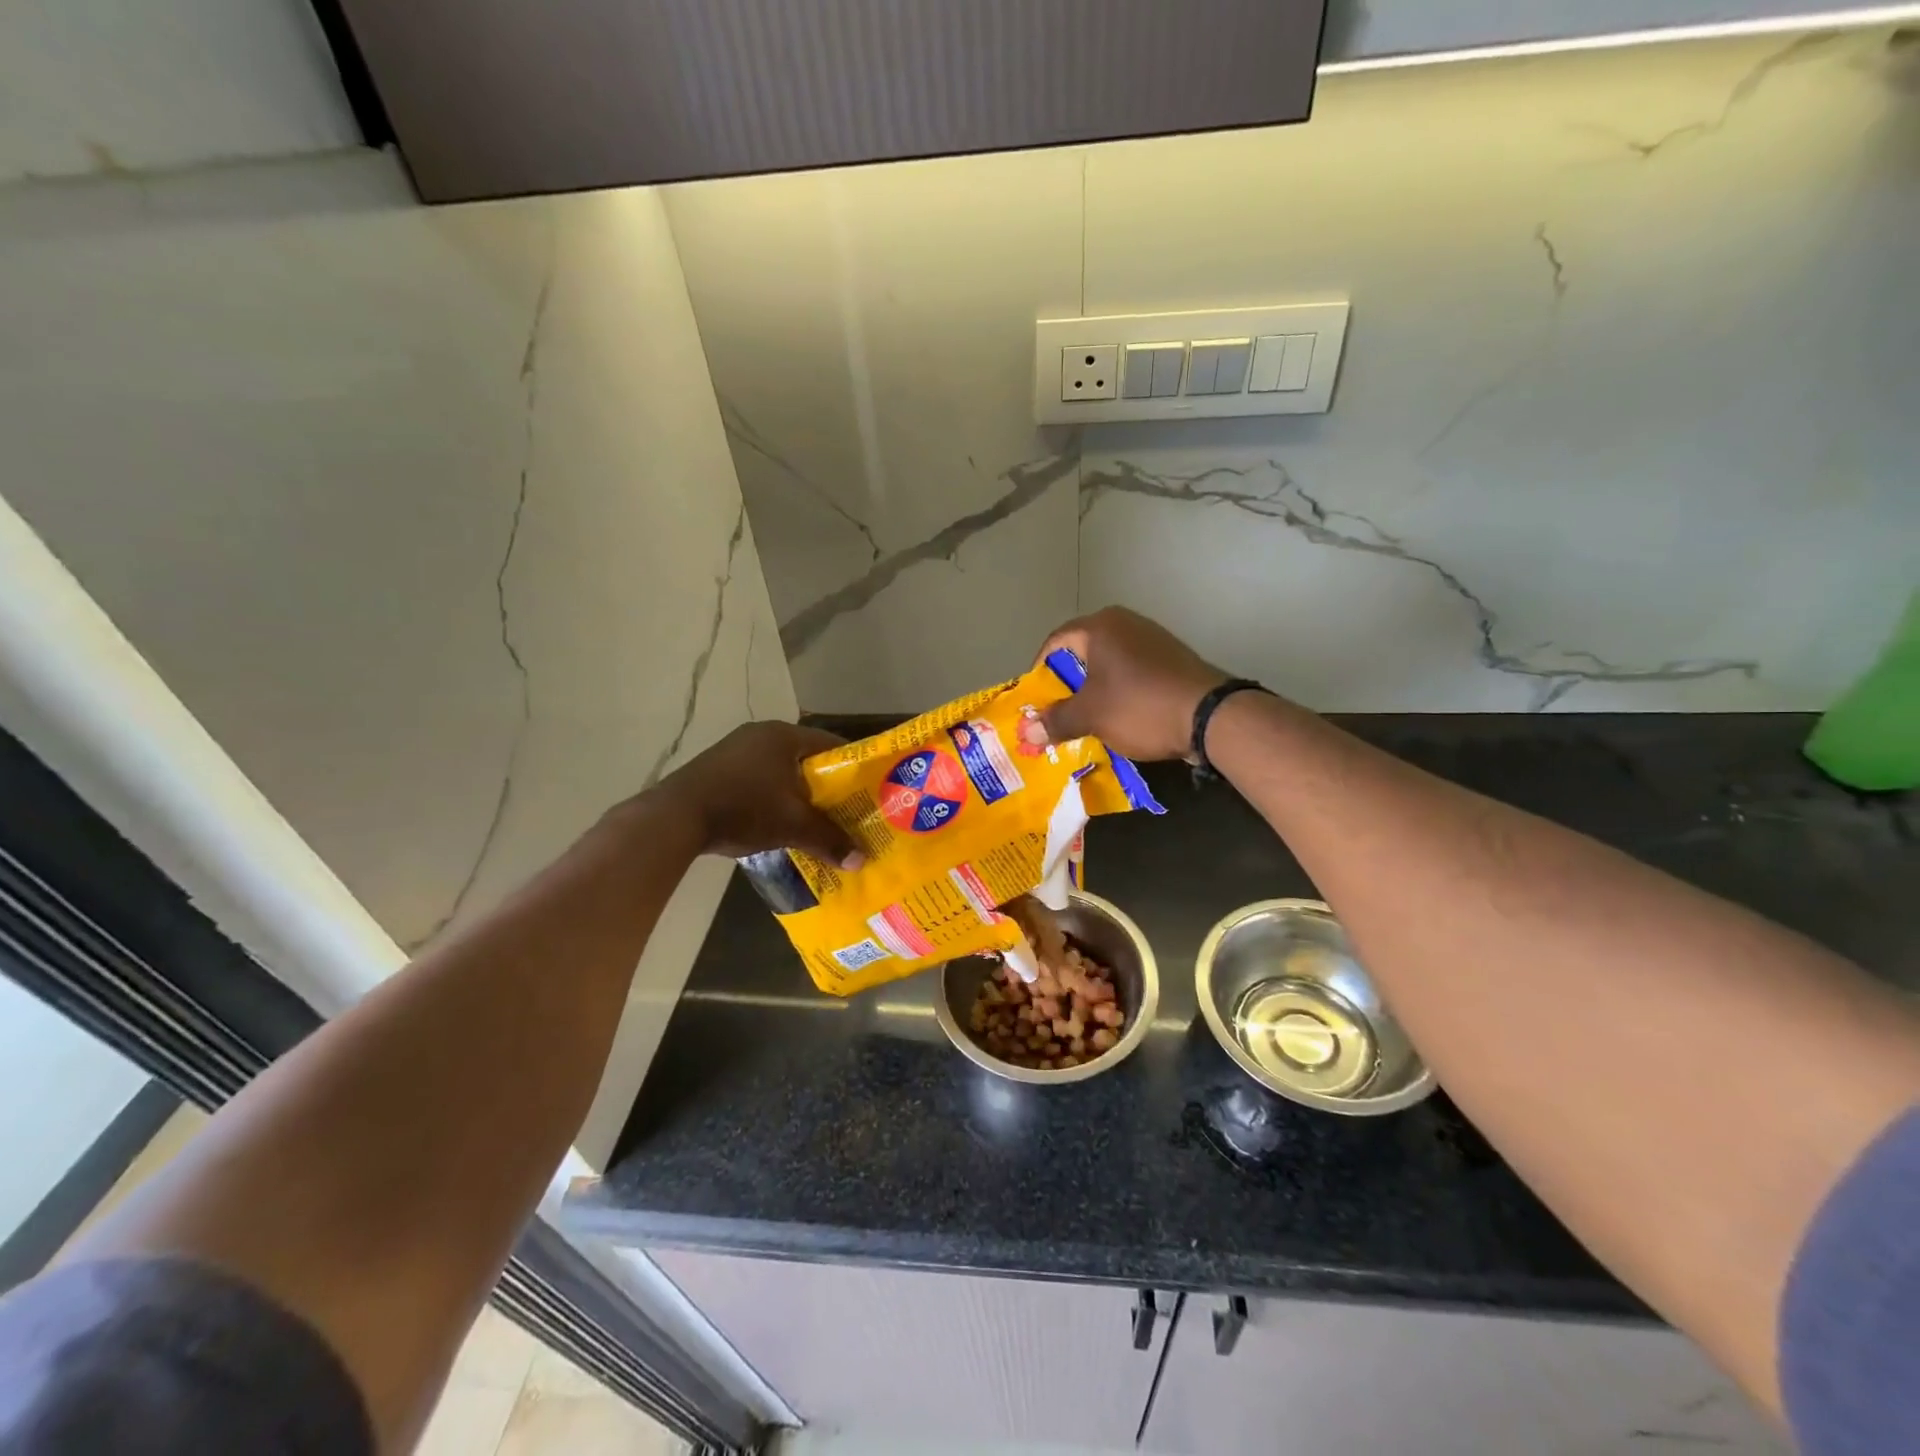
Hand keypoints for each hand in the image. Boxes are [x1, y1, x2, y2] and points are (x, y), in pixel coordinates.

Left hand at [655, 722, 861, 866]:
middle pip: (805, 757)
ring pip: (779, 769)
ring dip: (795, 792)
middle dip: (824, 784)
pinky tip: (775, 819)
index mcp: (783, 735)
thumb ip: (829, 839)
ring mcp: (734, 749)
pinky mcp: (716, 768)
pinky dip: (770, 795)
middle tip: (844, 808)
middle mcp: (760, 734)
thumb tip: (861, 860)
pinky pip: (756, 778)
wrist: (675, 817)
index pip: (830, 744)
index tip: (867, 788)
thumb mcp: (792, 825)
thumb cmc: (744, 808)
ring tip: (812, 818)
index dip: (851, 766)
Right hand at [1037, 608, 1229, 761]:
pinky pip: (1132, 673)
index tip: (1036, 703)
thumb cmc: (1139, 706)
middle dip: (1067, 686)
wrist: (1210, 716)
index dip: (1040, 673)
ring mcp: (1152, 639)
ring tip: (1087, 720)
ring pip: (1108, 665)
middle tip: (1058, 715)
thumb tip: (1026, 732)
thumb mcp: (1091, 716)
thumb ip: (1056, 721)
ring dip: (1094, 691)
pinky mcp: (1171, 659)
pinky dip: (1120, 692)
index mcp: (1099, 627)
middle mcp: (1125, 623)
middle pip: (1082, 653)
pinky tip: (1120, 718)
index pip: (1055, 643)